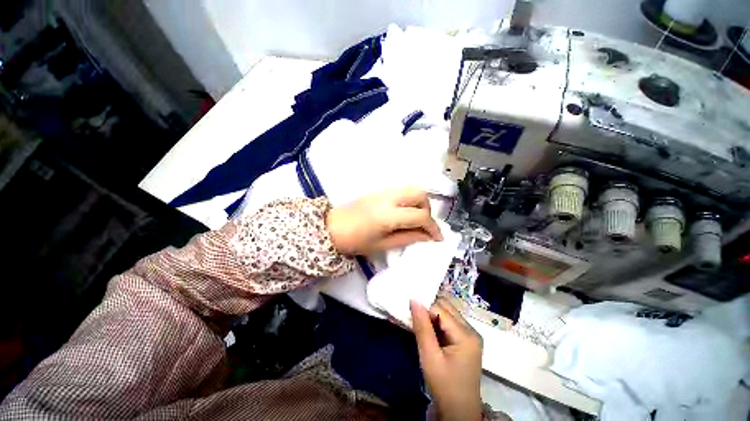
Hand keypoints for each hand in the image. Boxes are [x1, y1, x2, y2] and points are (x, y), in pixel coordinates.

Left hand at [325, 187, 442, 255]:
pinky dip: (409, 199)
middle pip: (419, 194)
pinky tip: (403, 212)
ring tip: (415, 219)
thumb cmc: (355, 241)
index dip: (433, 228)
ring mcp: (383, 191)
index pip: (420, 216)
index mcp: (388, 215)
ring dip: (419, 202)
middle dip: (428, 209)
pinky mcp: (379, 190)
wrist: (331, 227)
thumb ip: (408, 238)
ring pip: (411, 188)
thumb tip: (428, 237)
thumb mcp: (383, 244)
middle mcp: (388, 198)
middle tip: (424, 225)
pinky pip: (401, 190)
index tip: (438, 238)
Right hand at [411, 298, 482, 420]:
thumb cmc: (444, 386)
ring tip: (421, 328)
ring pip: (447, 313)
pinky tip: (430, 333)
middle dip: (429, 310)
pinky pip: (449, 322)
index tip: (411, 317)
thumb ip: (422, 327)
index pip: (440, 309)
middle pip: (446, 307)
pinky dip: (437, 323)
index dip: (424, 310)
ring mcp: (470, 335)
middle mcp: (471, 330)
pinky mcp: (466, 340)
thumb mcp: (429, 357)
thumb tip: (414, 300)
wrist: (458, 412)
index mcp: (466, 334)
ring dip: (432, 316)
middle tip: (415, 321)